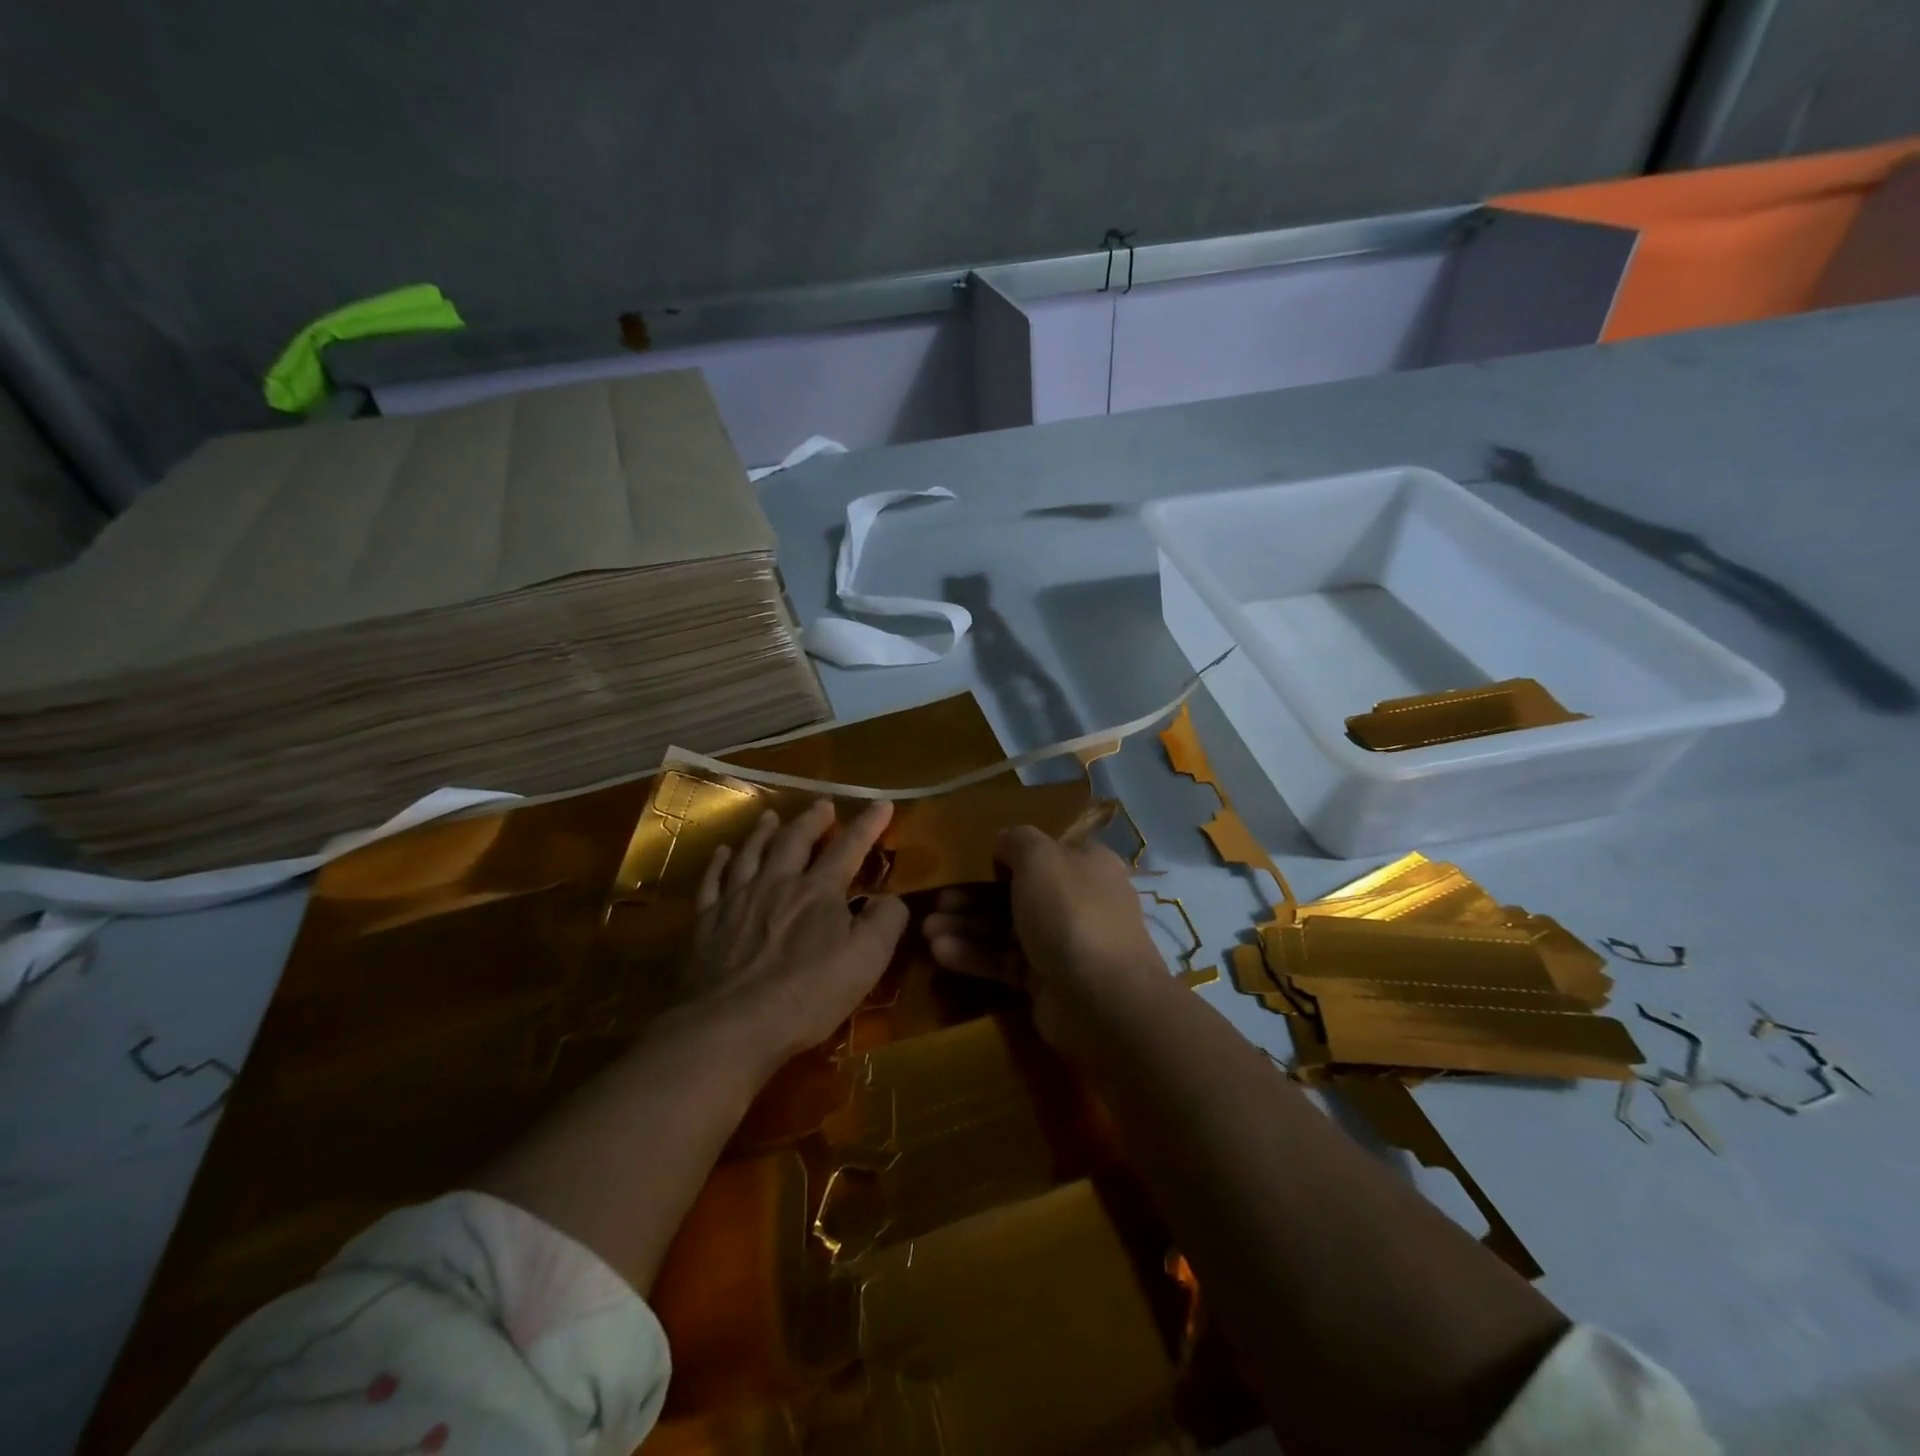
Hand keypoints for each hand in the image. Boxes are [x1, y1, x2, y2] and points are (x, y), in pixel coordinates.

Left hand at [684, 798, 907, 1076]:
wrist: (733, 1025)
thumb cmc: (808, 994)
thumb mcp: (867, 961)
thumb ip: (886, 922)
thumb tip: (892, 899)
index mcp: (818, 891)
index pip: (849, 847)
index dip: (868, 824)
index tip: (882, 803)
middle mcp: (777, 883)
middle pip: (795, 840)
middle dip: (813, 819)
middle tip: (823, 805)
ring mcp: (738, 900)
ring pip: (751, 852)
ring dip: (764, 831)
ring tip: (770, 815)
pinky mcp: (708, 922)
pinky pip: (713, 881)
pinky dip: (720, 862)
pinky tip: (722, 853)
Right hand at [923, 825, 1168, 1051]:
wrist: (1101, 1000)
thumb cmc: (1070, 913)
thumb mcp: (1040, 858)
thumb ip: (1017, 841)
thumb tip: (1003, 839)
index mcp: (1085, 864)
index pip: (1042, 851)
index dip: (1004, 853)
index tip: (965, 858)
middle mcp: (1077, 900)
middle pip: (1017, 891)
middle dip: (973, 894)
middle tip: (937, 899)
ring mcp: (1062, 943)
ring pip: (1006, 928)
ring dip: (966, 926)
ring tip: (926, 930)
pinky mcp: (1045, 981)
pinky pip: (1005, 961)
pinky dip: (975, 955)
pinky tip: (940, 953)